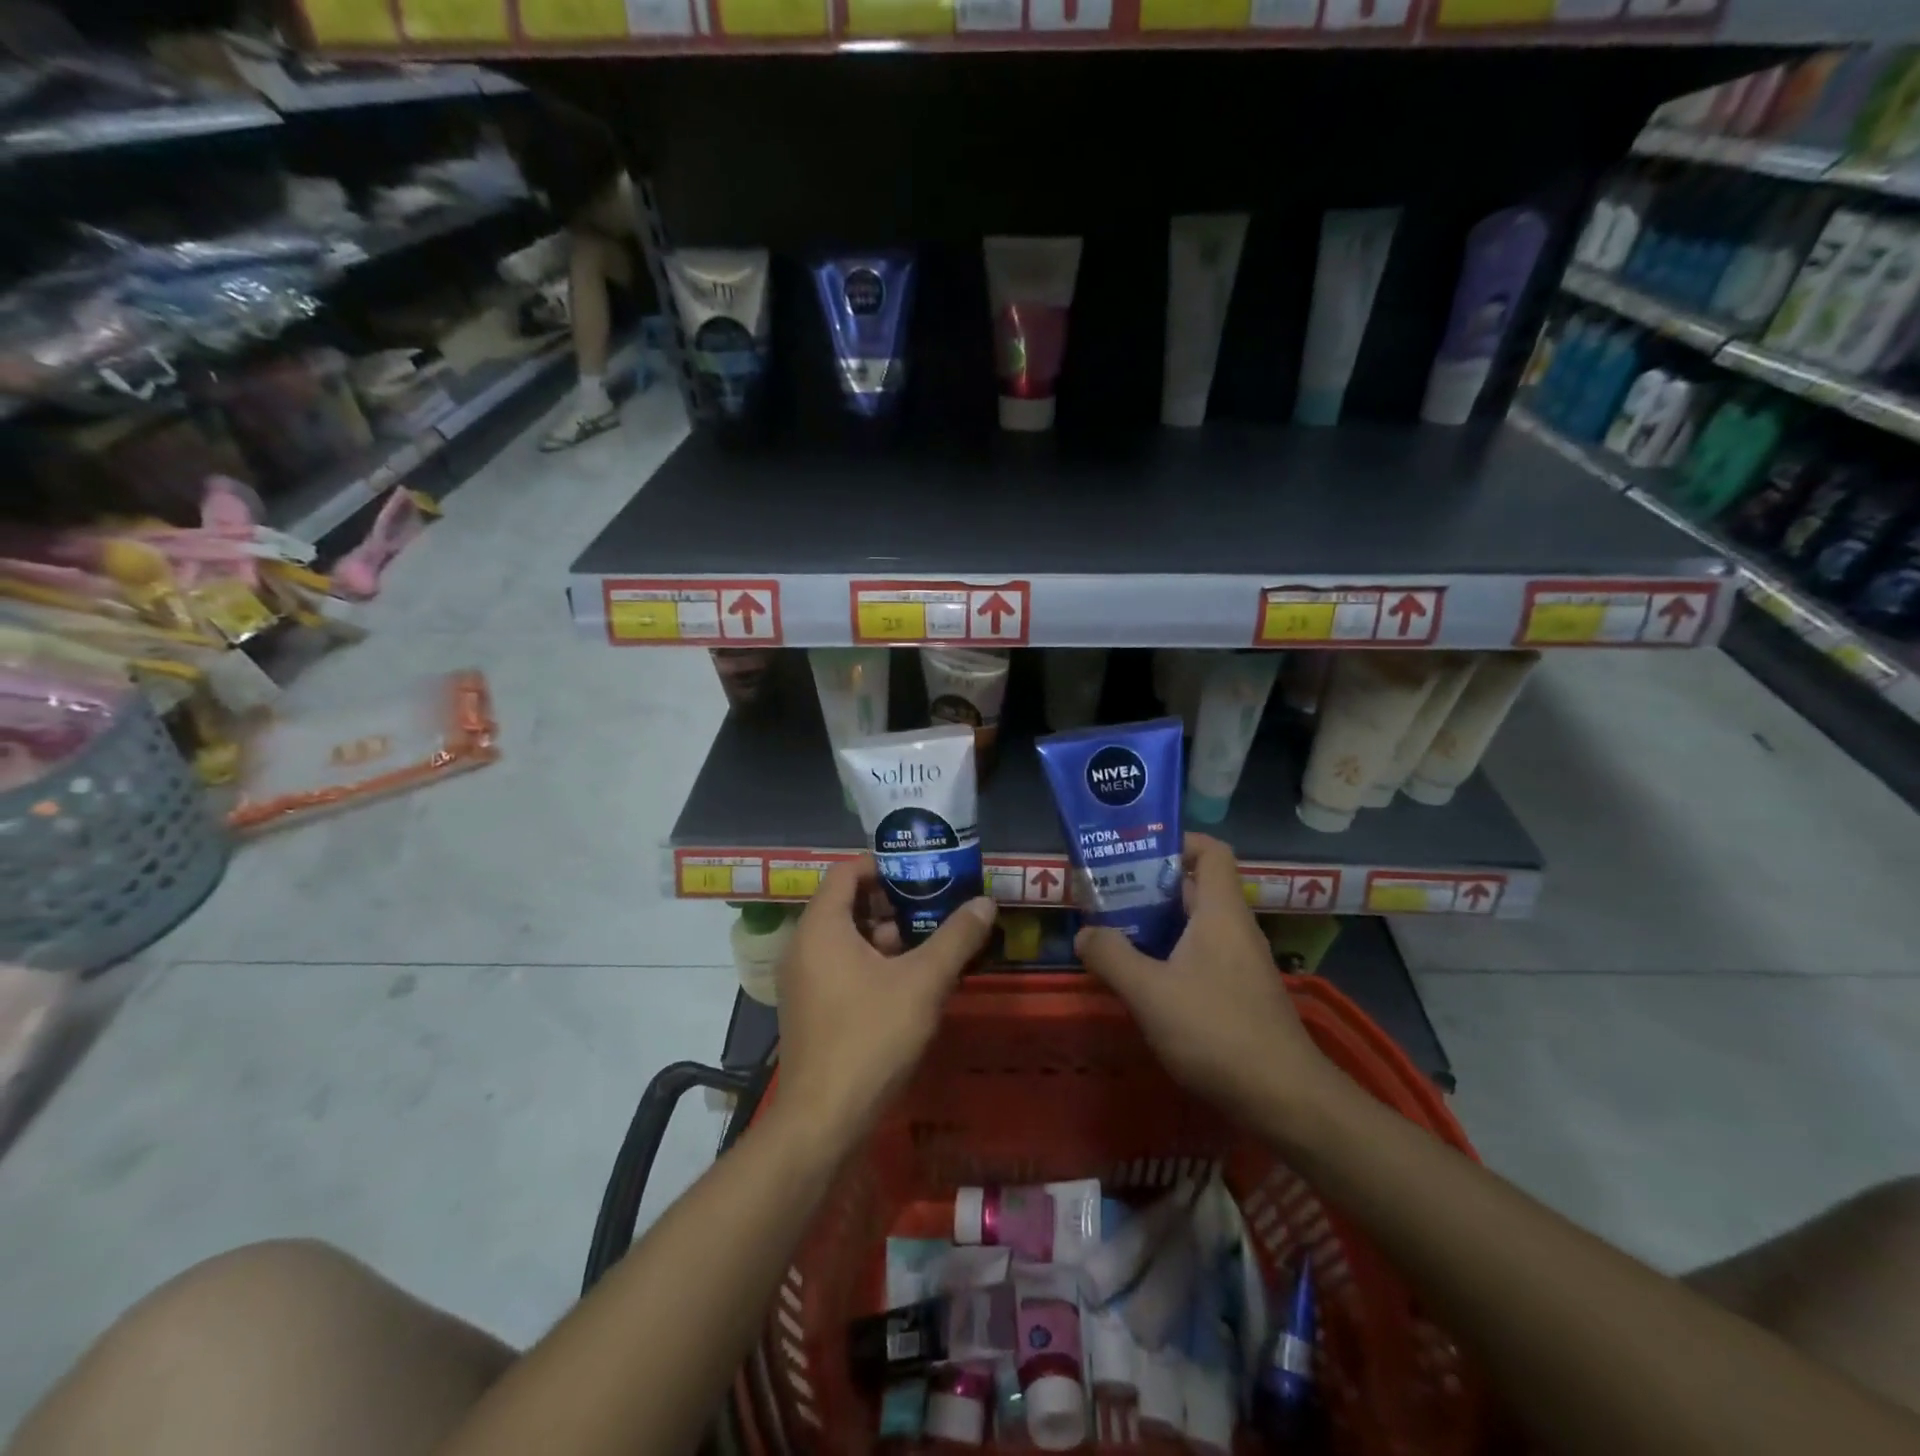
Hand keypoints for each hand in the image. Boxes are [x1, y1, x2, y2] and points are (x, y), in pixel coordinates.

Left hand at [774, 858, 995, 1148]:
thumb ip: (956, 938)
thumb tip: (986, 902)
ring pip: (846, 938)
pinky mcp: (809, 1007)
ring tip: (931, 943)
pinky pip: (840, 965)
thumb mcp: (923, 982)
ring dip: (885, 935)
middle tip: (935, 906)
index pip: (847, 871)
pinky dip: (872, 962)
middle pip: (847, 903)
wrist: (823, 1120)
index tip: (923, 872)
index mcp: (821, 926)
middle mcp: (803, 945)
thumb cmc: (871, 1037)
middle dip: (892, 902)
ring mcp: (803, 979)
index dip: (885, 865)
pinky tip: (909, 981)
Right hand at [1074, 833, 1336, 1128]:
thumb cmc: (1216, 1030)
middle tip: (1104, 894)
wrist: (1284, 1099)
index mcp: (1220, 911)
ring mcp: (1240, 963)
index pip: (1209, 851)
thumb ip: (1111, 955)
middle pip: (1193, 887)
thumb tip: (1085, 932)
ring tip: (1112, 934)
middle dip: (1148, 886)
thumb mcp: (1149, 991)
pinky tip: (1141, 980)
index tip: (1133, 853)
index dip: (1175, 842)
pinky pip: (1200, 956)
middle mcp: (1234, 928)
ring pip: (1194, 925)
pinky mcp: (1239, 994)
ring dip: (1155, 925)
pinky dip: (1169, 956)